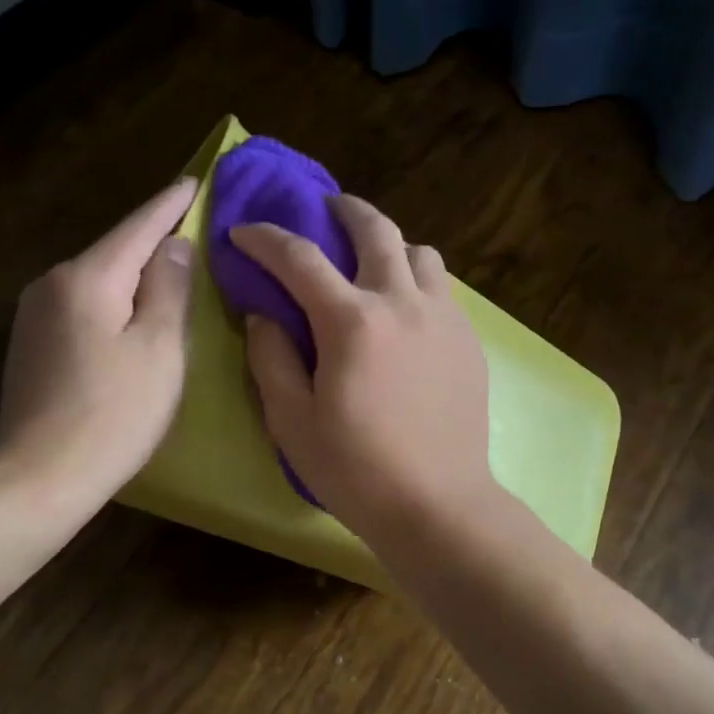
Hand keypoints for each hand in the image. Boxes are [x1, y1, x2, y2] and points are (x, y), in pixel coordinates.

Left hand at [0, 178, 197, 499]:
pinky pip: (85, 304)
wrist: (37, 479)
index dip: (171, 204)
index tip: (195, 180)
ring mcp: (36, 314)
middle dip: (154, 239)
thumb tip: (174, 245)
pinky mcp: (33, 344)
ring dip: (135, 274)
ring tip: (173, 272)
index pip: (139, 226)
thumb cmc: (114, 412)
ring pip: (100, 279)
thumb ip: (169, 288)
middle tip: (196, 229)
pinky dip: (115, 301)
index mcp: (88, 277)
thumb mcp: (160, 347)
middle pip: (116, 250)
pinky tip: (134, 315)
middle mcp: (53, 283)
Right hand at [231, 195, 498, 543]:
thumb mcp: (291, 421)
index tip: (245, 232)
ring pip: (421, 253)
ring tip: (374, 264)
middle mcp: (403, 303)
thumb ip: (271, 359)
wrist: (438, 505)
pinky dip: (417, 281)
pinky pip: (442, 289)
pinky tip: (406, 311)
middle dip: (345, 209)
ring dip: (392, 245)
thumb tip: (265, 316)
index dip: (266, 238)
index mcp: (353, 321)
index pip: (300, 258)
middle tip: (327, 209)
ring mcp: (444, 317)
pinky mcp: (469, 339)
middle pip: (376, 229)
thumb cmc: (356, 470)